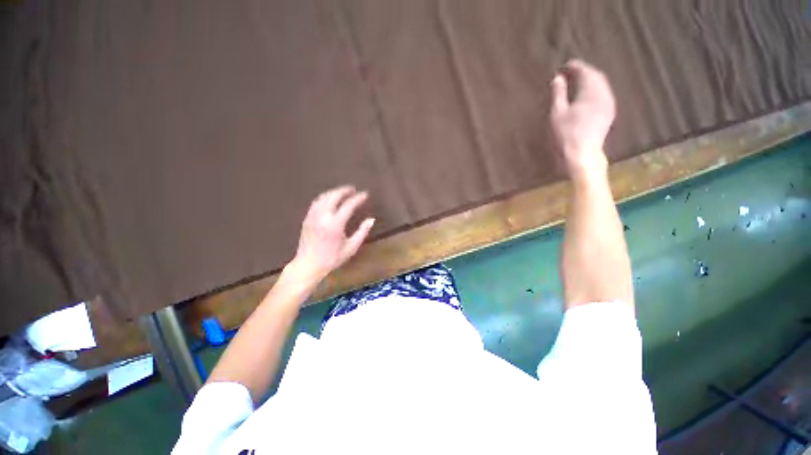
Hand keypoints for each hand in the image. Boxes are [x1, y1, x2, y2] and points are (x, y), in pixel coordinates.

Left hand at [290, 186, 374, 283]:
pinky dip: (325, 197)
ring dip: (334, 192)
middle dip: (344, 190)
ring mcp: (313, 217)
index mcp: (335, 225)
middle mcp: (323, 217)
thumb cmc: (332, 258)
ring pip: (323, 197)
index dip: (358, 198)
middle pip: (334, 196)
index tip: (365, 194)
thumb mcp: (351, 248)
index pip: (348, 205)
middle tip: (353, 189)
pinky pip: (316, 202)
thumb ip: (362, 232)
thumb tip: (371, 220)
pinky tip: (330, 199)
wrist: (308, 265)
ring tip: (343, 192)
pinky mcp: (307, 219)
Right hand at [549, 59, 615, 177]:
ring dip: (590, 80)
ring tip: (577, 82)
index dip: (574, 66)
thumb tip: (558, 78)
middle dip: (583, 72)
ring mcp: (608, 104)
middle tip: (570, 72)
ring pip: (601, 85)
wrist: (582, 154)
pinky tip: (587, 95)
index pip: (584, 71)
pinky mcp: (608, 113)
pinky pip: (603, 94)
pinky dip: (594, 90)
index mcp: (591, 91)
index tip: (564, 66)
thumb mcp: (557, 113)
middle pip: (595, 76)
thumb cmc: (566, 134)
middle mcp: (603, 93)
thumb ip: (558, 94)